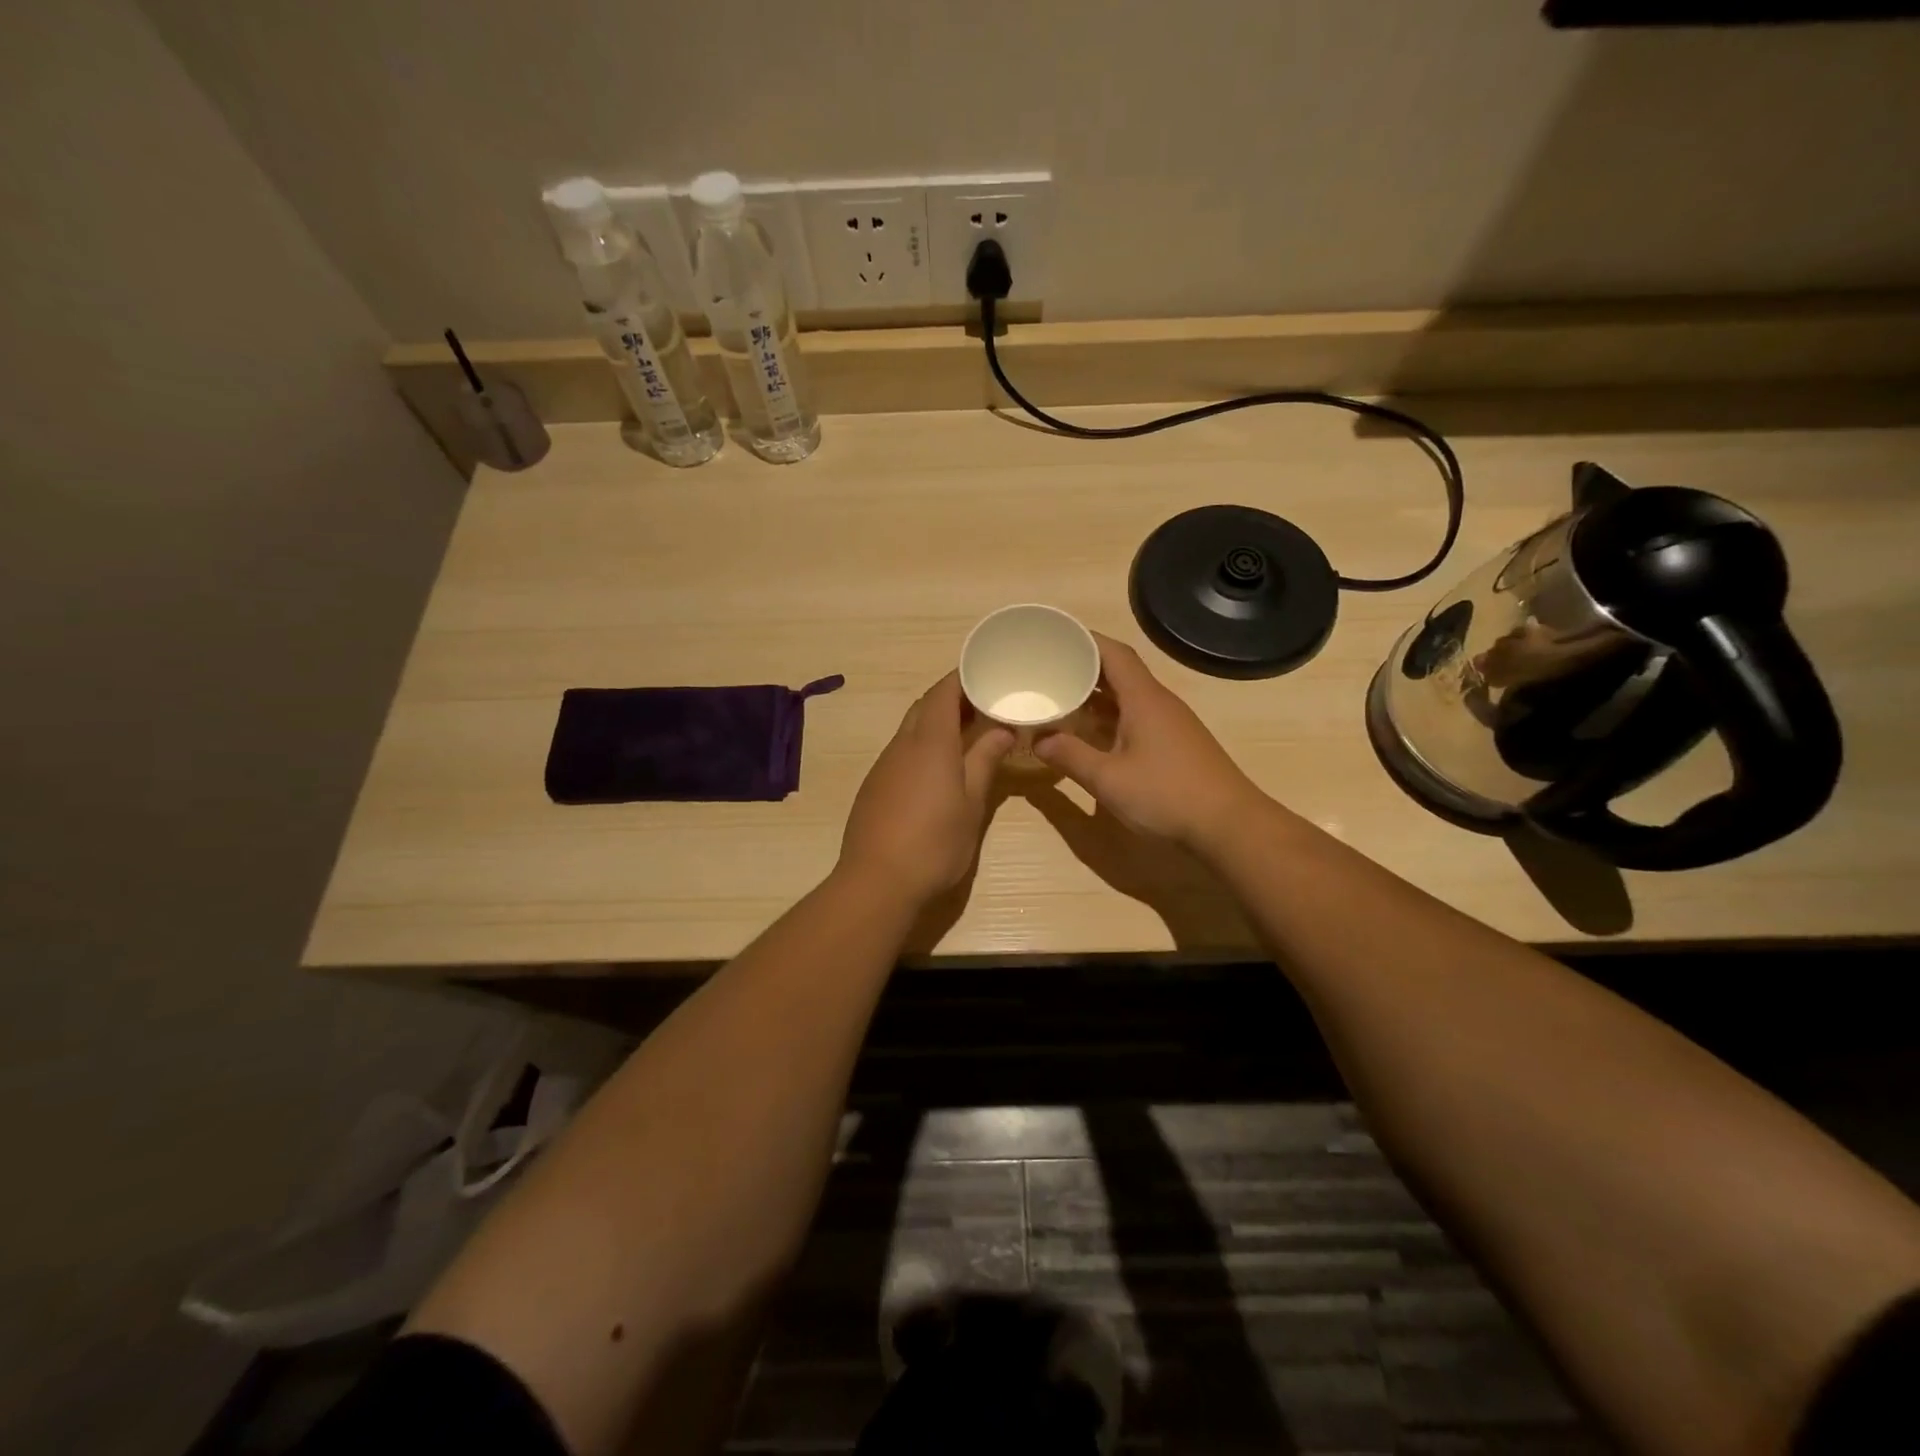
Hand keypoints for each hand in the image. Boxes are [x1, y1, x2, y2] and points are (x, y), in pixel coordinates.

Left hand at [838, 673, 1014, 906]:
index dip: (963, 677)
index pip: (944, 692)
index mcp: (930, 742)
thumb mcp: (972, 803)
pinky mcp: (874, 786)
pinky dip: (923, 745)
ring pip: (911, 728)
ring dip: (937, 722)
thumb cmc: (934, 843)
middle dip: (953, 698)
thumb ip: (985, 760)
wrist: (877, 882)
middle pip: (925, 706)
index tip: (987, 673)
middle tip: (984, 704)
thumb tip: (1002, 729)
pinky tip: (939, 768)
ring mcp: (884, 765)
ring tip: (968, 733)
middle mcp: (902, 745)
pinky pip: (901, 751)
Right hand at [1036, 634, 1263, 850]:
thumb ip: (1070, 756)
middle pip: (1119, 671)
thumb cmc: (1167, 795)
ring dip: (1096, 695)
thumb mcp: (1109, 779)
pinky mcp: (1175, 744)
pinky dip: (1111, 717)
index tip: (1054, 637)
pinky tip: (1092, 734)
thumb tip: (1038, 740)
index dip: (1084, 640)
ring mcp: (1170, 723)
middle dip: (1084, 667)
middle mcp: (1159, 702)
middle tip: (1048, 670)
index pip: (1113, 653)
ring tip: (1061, 698)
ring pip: (1128, 696)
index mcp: (1143, 699)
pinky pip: (1137, 717)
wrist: (1230, 825)